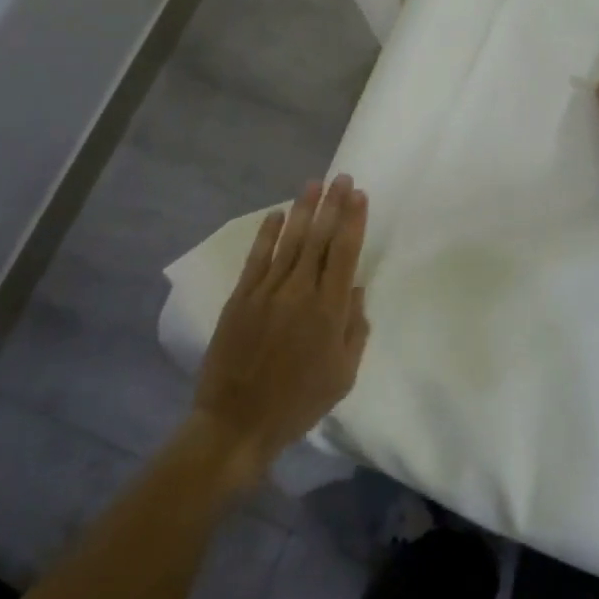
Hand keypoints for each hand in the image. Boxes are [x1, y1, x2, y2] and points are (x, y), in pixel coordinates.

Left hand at [188, 175, 371, 479]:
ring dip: (303, 210)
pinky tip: (276, 214)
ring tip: (314, 184)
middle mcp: (300, 292)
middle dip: (333, 205)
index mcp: (329, 311)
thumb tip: (355, 291)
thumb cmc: (298, 403)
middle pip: (319, 238)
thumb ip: (354, 330)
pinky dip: (267, 234)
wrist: (238, 422)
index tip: (359, 195)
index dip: (353, 221)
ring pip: (289, 241)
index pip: (345, 253)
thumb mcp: (343, 376)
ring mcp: (267, 291)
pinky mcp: (241, 297)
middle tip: (342, 177)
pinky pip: (257, 257)